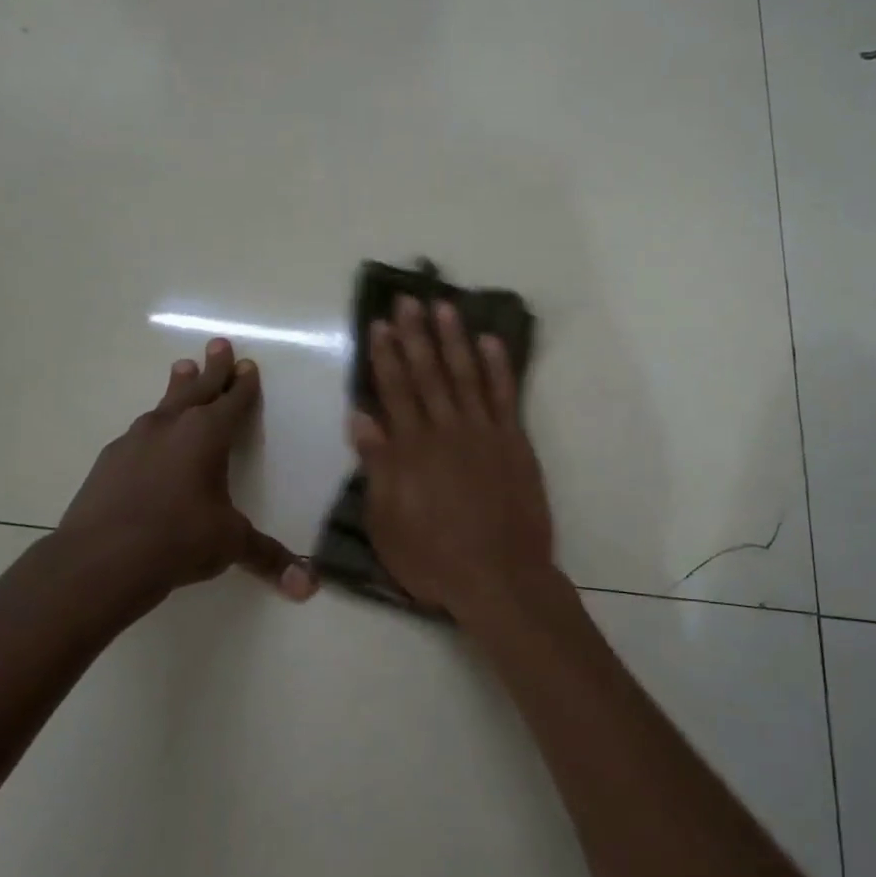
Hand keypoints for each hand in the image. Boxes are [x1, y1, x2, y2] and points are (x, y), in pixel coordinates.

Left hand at [58, 338, 314, 619]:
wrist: (98, 561)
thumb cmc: (177, 541)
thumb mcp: (230, 545)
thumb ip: (269, 558)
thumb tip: (309, 587)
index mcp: (208, 436)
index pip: (233, 401)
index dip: (244, 384)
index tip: (248, 364)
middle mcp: (172, 427)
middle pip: (198, 388)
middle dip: (213, 367)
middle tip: (218, 343)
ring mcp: (136, 441)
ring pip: (164, 404)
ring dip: (178, 386)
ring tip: (181, 368)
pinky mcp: (109, 461)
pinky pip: (140, 433)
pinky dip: (153, 426)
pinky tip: (149, 435)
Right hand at [350, 297, 566, 625]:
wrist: (499, 577)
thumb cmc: (434, 558)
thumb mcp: (387, 521)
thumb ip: (377, 466)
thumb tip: (361, 417)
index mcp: (411, 448)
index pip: (395, 390)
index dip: (386, 355)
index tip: (380, 324)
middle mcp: (446, 430)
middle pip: (428, 372)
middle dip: (416, 334)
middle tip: (408, 299)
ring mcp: (484, 432)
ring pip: (466, 374)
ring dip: (454, 338)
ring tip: (445, 306)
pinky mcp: (514, 442)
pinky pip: (505, 395)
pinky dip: (498, 366)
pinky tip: (491, 341)